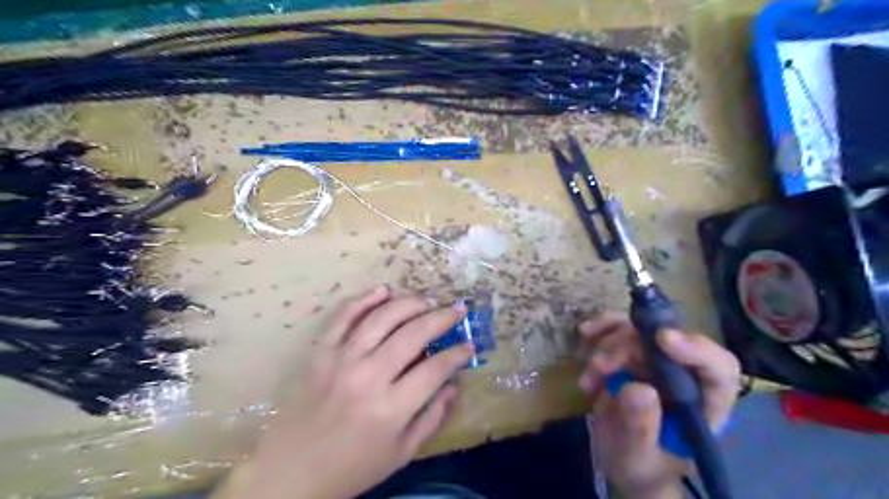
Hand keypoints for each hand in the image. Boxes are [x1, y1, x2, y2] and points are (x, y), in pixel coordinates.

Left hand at [212, 287, 470, 498]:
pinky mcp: (321, 353)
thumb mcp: (401, 454)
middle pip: (412, 335)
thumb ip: (432, 418)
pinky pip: (343, 317)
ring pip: (381, 318)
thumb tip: (454, 385)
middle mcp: (368, 377)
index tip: (468, 345)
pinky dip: (364, 299)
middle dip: (441, 318)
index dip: (457, 354)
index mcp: (390, 409)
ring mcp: (341, 360)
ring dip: (409, 303)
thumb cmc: (352, 468)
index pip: (434, 369)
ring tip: (427, 300)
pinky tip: (383, 291)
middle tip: (457, 310)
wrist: (290, 473)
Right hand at [577, 313, 744, 497]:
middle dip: (630, 346)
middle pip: (668, 341)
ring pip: (640, 331)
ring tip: (591, 372)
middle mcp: (685, 376)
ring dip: (610, 343)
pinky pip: (620, 329)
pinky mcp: (633, 354)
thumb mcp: (637, 456)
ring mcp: (658, 362)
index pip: (718, 368)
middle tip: (601, 366)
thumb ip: (640, 427)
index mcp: (704, 405)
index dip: (696, 348)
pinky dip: (602, 329)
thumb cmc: (640, 467)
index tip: (661, 338)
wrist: (622, 461)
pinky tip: (586, 334)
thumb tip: (637, 388)